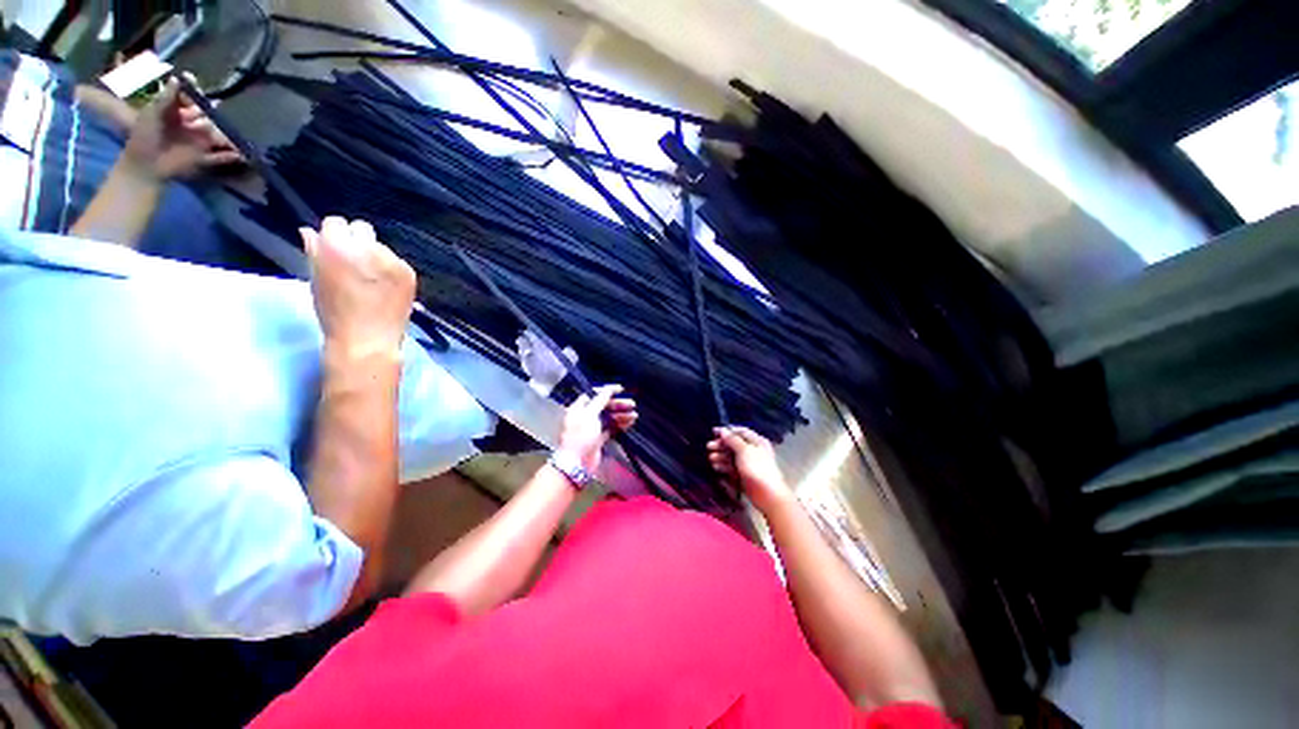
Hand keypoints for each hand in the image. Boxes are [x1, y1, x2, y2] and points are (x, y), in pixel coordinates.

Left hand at [122, 77, 243, 180]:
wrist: (144, 166)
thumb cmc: (145, 136)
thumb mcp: (153, 112)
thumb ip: (167, 97)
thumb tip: (180, 77)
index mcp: (178, 113)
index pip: (192, 101)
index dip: (198, 95)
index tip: (201, 92)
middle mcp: (191, 126)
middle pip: (209, 118)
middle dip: (216, 116)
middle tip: (222, 114)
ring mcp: (199, 143)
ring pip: (218, 136)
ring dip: (228, 136)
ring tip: (239, 136)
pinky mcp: (204, 158)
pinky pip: (221, 157)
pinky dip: (232, 157)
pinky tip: (243, 156)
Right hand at [301, 217, 416, 361]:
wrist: (367, 341)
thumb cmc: (334, 313)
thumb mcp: (315, 279)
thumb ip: (314, 251)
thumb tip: (309, 231)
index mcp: (335, 247)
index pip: (336, 223)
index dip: (334, 237)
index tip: (335, 251)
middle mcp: (366, 248)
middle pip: (362, 229)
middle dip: (356, 241)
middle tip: (355, 263)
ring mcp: (391, 260)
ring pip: (381, 246)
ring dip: (375, 256)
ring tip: (371, 280)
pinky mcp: (408, 272)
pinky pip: (397, 262)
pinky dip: (391, 270)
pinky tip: (386, 287)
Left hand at [557, 385, 637, 471]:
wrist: (577, 463)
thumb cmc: (581, 436)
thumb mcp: (590, 415)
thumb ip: (600, 400)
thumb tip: (608, 389)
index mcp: (579, 408)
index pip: (594, 394)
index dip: (607, 391)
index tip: (621, 390)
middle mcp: (585, 416)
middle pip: (603, 406)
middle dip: (618, 404)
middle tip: (632, 404)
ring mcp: (592, 428)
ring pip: (609, 417)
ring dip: (621, 415)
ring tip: (634, 416)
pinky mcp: (598, 439)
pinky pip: (611, 428)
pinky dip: (620, 425)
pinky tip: (630, 423)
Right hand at [707, 426, 794, 511]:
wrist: (767, 495)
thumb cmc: (757, 468)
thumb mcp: (744, 450)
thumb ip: (732, 440)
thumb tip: (723, 431)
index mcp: (757, 441)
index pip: (741, 431)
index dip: (727, 431)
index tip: (713, 432)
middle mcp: (753, 451)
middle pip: (734, 444)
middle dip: (721, 445)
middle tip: (709, 447)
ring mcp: (749, 464)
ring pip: (732, 456)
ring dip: (721, 456)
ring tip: (710, 458)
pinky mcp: (744, 475)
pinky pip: (732, 468)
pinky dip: (724, 466)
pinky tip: (716, 467)